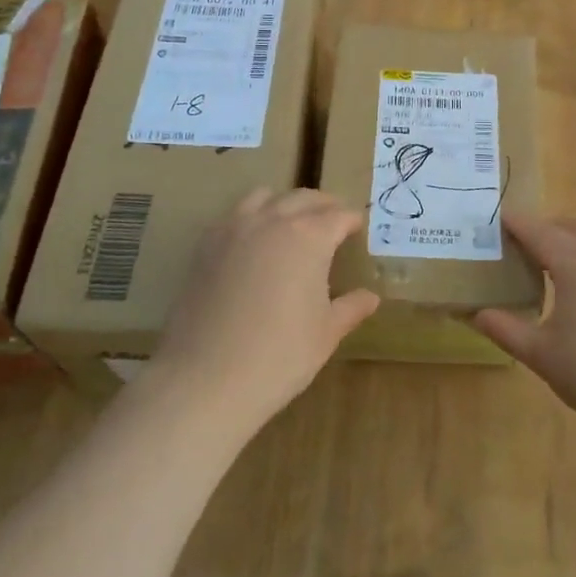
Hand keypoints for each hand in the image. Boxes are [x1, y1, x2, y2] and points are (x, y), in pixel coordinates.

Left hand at [151, 188, 378, 434]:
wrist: (205, 379)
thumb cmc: (279, 356)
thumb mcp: (326, 333)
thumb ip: (350, 308)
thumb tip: (370, 297)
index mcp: (309, 237)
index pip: (338, 216)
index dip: (352, 220)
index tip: (358, 228)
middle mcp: (271, 221)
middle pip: (303, 198)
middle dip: (323, 206)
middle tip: (334, 220)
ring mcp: (233, 230)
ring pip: (264, 197)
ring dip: (285, 203)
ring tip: (293, 223)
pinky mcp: (204, 246)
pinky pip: (234, 216)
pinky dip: (252, 217)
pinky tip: (255, 243)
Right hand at [474, 213, 575, 454]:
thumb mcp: (542, 355)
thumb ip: (505, 328)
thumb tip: (477, 313)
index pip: (538, 231)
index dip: (515, 224)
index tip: (498, 219)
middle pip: (571, 228)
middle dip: (546, 231)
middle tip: (523, 249)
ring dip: (574, 247)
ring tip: (555, 273)